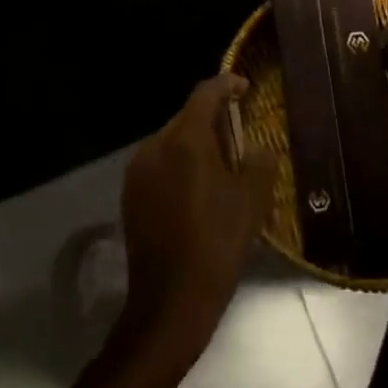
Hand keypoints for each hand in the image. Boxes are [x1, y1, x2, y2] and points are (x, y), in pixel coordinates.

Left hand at [118, 75, 278, 363]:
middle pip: (186, 116)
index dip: (227, 85)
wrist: (169, 303)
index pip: (205, 94)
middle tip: (239, 134)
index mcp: (185, 140)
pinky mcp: (130, 194)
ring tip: (221, 164)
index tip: (245, 88)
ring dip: (195, 143)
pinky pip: (159, 164)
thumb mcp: (251, 201)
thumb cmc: (217, 246)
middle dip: (213, 118)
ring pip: (171, 141)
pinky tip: (197, 189)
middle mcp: (155, 146)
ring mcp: (137, 171)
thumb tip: (255, 147)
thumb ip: (258, 161)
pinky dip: (179, 164)